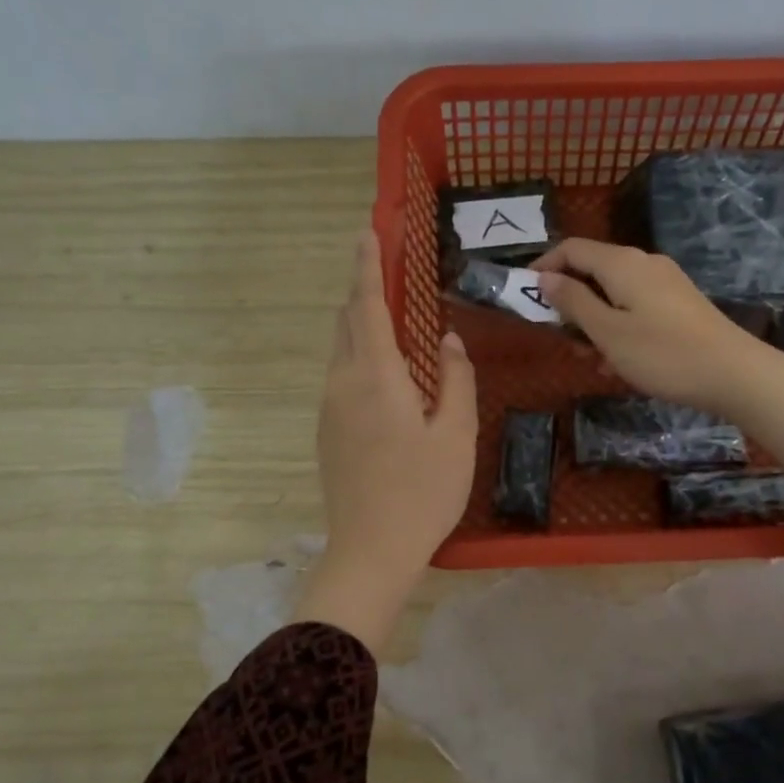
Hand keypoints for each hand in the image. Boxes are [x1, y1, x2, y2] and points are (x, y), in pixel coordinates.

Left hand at [301, 230, 476, 649]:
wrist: (370, 551)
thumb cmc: (422, 492)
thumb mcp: (455, 435)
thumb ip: (455, 379)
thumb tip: (446, 340)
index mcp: (376, 376)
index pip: (367, 305)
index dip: (367, 265)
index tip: (368, 231)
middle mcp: (343, 383)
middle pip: (348, 322)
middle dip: (364, 290)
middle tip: (386, 269)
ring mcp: (330, 409)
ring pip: (342, 351)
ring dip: (362, 326)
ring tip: (393, 320)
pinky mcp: (327, 432)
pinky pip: (342, 378)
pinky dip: (361, 358)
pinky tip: (388, 376)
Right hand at [533, 238, 783, 482]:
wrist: (733, 373)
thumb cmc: (662, 354)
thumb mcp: (608, 332)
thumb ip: (573, 302)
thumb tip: (545, 278)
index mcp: (621, 263)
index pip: (571, 249)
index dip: (543, 267)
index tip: (524, 296)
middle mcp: (643, 263)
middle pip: (592, 271)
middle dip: (570, 302)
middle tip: (560, 339)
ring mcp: (665, 283)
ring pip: (613, 293)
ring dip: (593, 321)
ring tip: (591, 359)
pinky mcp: (679, 304)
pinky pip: (635, 307)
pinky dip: (618, 327)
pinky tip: (619, 363)